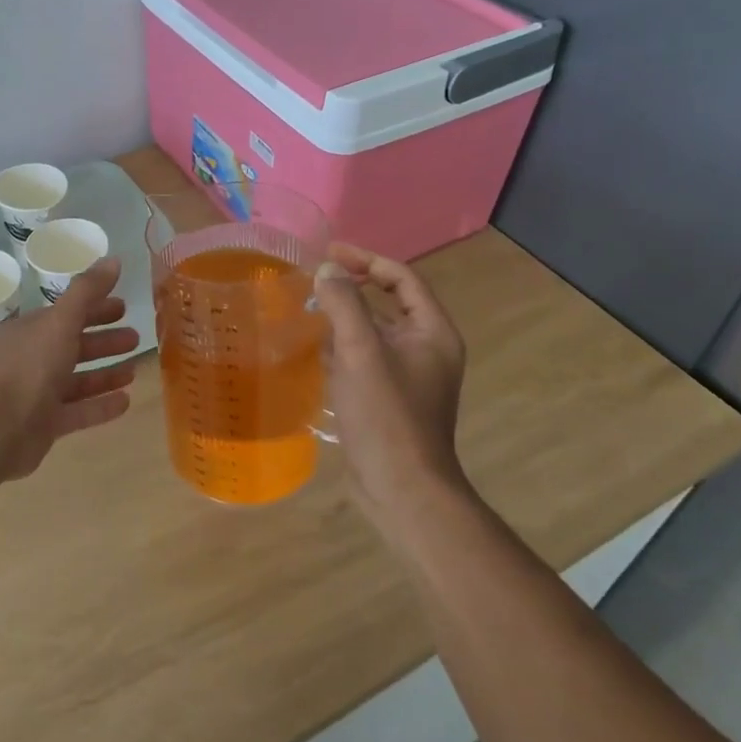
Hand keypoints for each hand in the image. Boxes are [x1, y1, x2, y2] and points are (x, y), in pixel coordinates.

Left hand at [0, 257, 140, 479]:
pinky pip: (77, 412)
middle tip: (135, 337)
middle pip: (72, 345)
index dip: (94, 307)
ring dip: (105, 374)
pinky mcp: (43, 425)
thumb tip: (113, 259)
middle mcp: (29, 359)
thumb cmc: (27, 369)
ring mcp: (35, 394)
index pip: (65, 314)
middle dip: (103, 340)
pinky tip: (126, 401)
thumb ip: (86, 292)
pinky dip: (100, 405)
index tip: (123, 307)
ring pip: (76, 380)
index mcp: (27, 331)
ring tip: (134, 370)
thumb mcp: (59, 322)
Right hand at [312, 244, 472, 533]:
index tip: (330, 252)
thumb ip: (344, 303)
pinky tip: (316, 351)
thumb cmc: (386, 414)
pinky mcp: (390, 399)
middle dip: (352, 288)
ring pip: (375, 333)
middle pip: (389, 303)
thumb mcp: (361, 351)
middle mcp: (427, 349)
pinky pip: (366, 359)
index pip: (402, 278)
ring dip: (345, 318)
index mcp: (432, 332)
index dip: (367, 260)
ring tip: (308, 310)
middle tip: (315, 279)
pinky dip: (343, 348)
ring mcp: (410, 376)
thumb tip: (327, 270)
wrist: (401, 488)